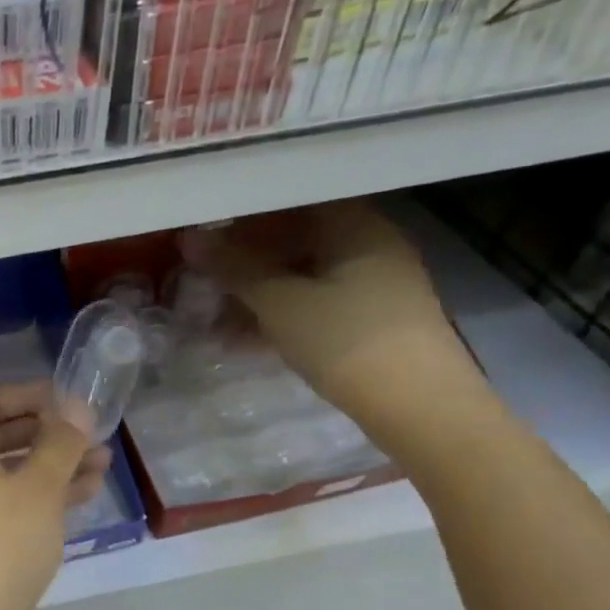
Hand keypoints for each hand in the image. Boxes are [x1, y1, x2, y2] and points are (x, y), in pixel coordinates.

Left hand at [0, 381, 110, 609]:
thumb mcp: (37, 490)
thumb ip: (59, 443)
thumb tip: (73, 408)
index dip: (35, 395)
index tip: (75, 405)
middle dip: (48, 434)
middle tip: (94, 440)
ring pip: (0, 471)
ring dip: (47, 467)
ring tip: (100, 470)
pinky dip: (30, 497)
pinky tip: (75, 502)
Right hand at [180, 200, 482, 433]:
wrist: (419, 407)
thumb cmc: (345, 340)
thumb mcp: (280, 303)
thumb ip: (234, 268)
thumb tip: (189, 238)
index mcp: (355, 225)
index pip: (291, 202)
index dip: (245, 216)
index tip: (206, 236)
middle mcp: (370, 245)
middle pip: (295, 240)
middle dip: (245, 262)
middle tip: (204, 281)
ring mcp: (374, 284)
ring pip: (302, 276)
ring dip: (257, 295)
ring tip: (215, 322)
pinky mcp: (372, 320)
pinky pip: (316, 304)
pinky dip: (281, 315)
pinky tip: (244, 341)